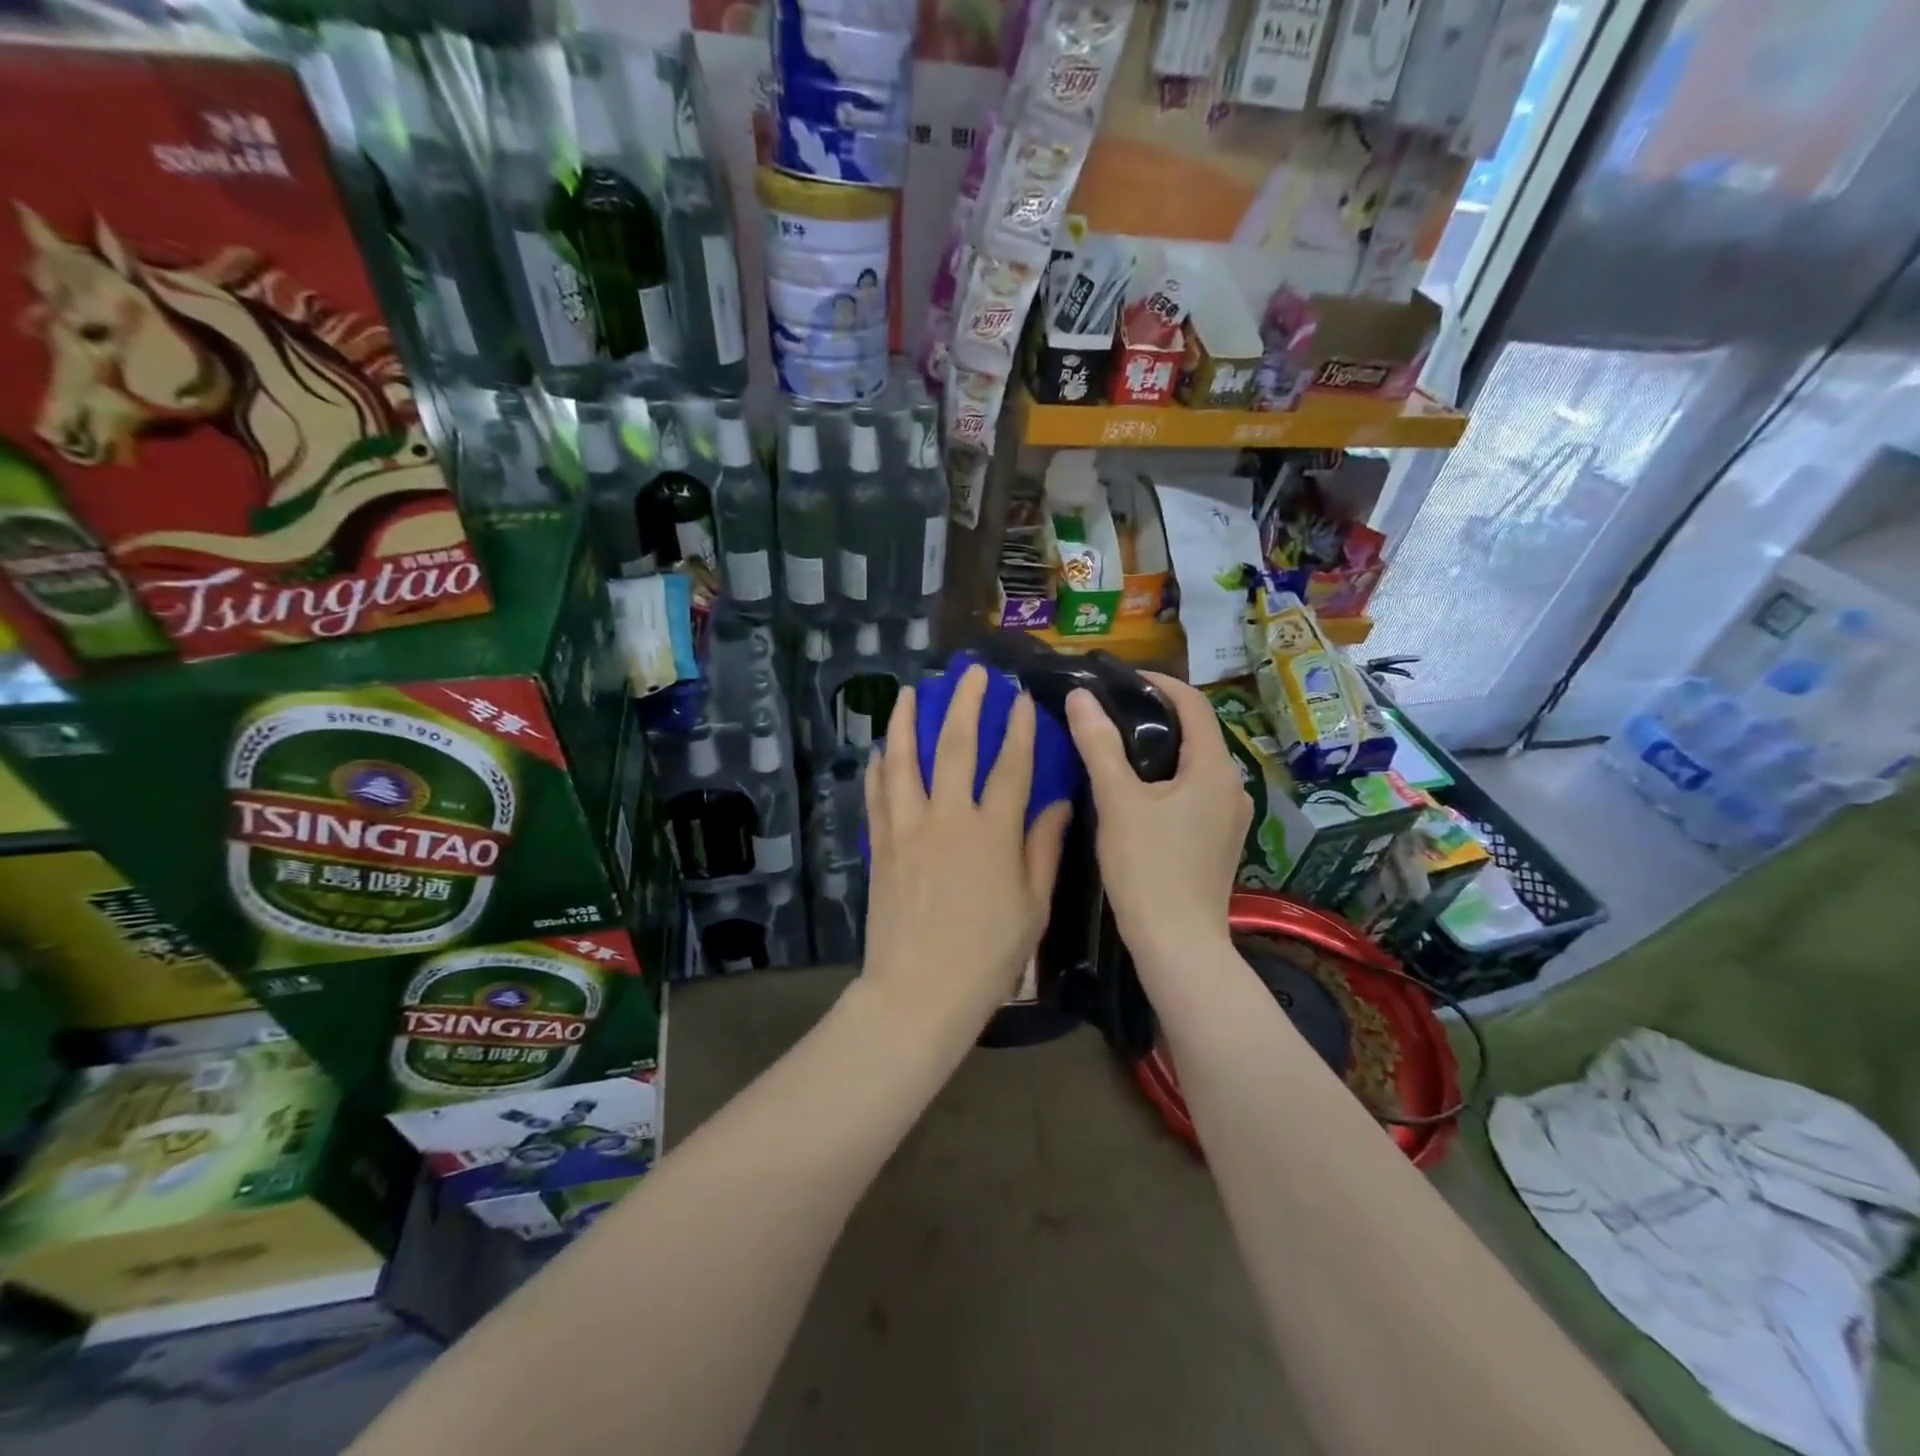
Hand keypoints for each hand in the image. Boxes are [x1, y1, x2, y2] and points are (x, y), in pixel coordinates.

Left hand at [858, 666, 1071, 1054]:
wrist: (919, 992)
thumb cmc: (987, 956)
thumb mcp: (1032, 907)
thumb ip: (1043, 849)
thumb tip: (1059, 803)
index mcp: (992, 833)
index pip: (1010, 766)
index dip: (1018, 729)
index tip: (1020, 699)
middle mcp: (947, 818)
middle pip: (954, 747)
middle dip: (964, 704)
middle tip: (970, 673)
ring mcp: (907, 829)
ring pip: (904, 761)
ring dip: (906, 721)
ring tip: (910, 691)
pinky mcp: (880, 846)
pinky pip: (877, 795)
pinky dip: (878, 768)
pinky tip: (879, 750)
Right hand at [1064, 673, 1250, 976]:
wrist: (1177, 946)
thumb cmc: (1148, 868)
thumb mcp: (1117, 801)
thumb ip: (1098, 744)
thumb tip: (1080, 696)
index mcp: (1215, 769)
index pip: (1194, 704)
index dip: (1159, 683)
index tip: (1121, 679)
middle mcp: (1233, 787)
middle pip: (1196, 734)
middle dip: (1155, 717)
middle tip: (1109, 714)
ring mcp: (1230, 818)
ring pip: (1194, 767)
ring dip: (1160, 751)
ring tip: (1116, 750)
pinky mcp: (1219, 842)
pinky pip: (1194, 795)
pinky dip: (1167, 781)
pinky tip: (1136, 795)